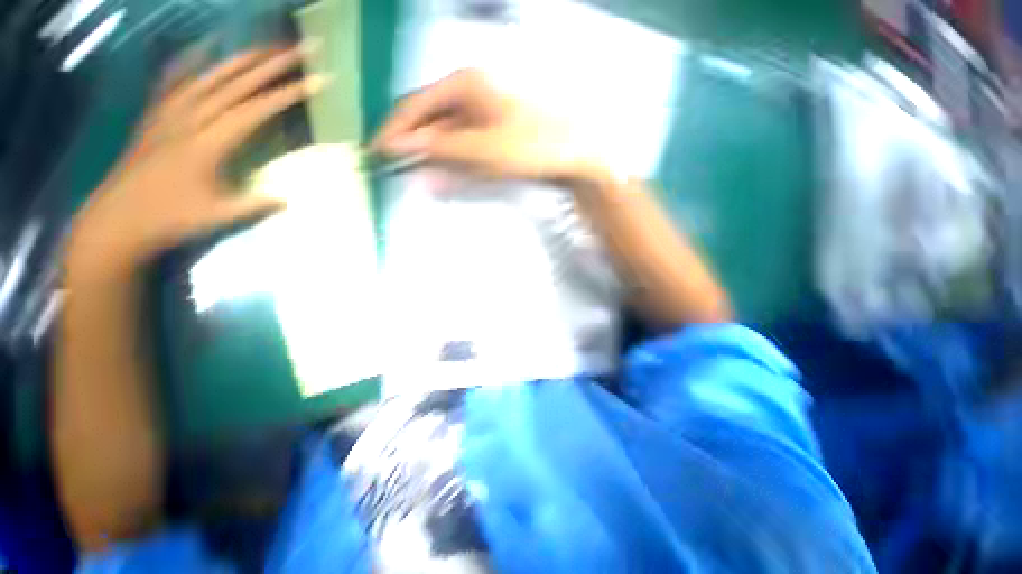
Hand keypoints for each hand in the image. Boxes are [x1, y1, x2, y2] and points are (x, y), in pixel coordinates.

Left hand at [67, 46, 326, 274]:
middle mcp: (190, 119)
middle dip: (270, 63)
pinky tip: (200, 53)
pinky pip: (174, 83)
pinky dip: (189, 65)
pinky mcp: (156, 117)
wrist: (117, 219)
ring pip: (209, 77)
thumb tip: (288, 198)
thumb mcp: (219, 216)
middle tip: (298, 48)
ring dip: (239, 59)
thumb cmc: (170, 219)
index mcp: (209, 142)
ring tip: (264, 47)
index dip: (287, 94)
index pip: (256, 109)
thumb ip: (255, 204)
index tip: (316, 80)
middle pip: (236, 83)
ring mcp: (170, 114)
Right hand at [372, 69, 601, 182]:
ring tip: (422, 178)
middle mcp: (469, 94)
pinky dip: (454, 163)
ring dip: (434, 159)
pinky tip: (449, 176)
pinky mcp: (492, 133)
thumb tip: (401, 149)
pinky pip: (463, 148)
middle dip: (415, 147)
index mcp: (463, 85)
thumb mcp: (482, 149)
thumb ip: (441, 149)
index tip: (378, 154)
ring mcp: (481, 115)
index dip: (395, 130)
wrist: (573, 153)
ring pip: (446, 137)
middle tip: (399, 172)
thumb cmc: (531, 145)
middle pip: (430, 121)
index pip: (415, 106)